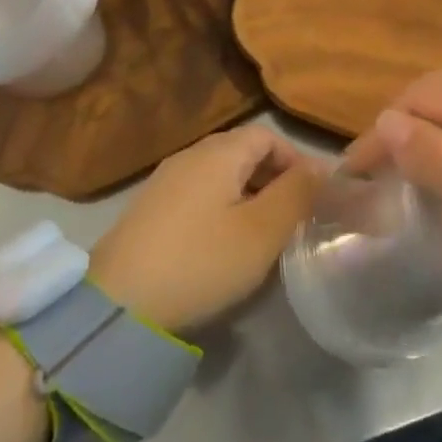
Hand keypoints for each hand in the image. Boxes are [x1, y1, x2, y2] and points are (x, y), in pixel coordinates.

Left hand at [89, 125, 321, 333]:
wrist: (118, 305)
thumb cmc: (201, 261)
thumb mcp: (262, 232)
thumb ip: (297, 194)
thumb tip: (323, 167)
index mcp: (218, 152)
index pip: (267, 136)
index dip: (295, 160)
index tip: (313, 196)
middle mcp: (190, 155)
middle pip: (242, 152)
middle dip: (273, 178)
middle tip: (292, 217)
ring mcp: (164, 181)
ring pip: (220, 175)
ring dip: (248, 195)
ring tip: (262, 234)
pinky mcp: (148, 210)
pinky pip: (197, 195)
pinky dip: (221, 208)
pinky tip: (222, 244)